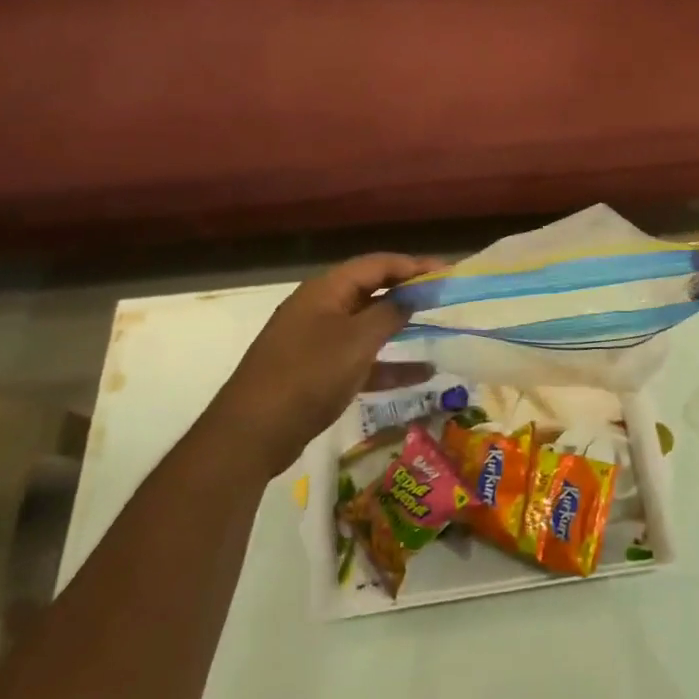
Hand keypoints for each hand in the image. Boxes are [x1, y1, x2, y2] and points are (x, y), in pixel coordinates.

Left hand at [207, 253, 440, 476]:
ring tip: (436, 329)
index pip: (376, 264)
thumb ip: (388, 314)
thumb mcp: (356, 342)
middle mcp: (320, 307)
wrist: (252, 433)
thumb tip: (409, 297)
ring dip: (400, 328)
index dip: (412, 265)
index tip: (446, 272)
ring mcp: (316, 340)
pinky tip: (421, 374)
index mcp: (326, 290)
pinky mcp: (316, 372)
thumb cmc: (308, 376)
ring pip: (366, 325)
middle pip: (371, 291)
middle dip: (407, 293)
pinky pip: (359, 358)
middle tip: (443, 297)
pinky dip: (387, 363)